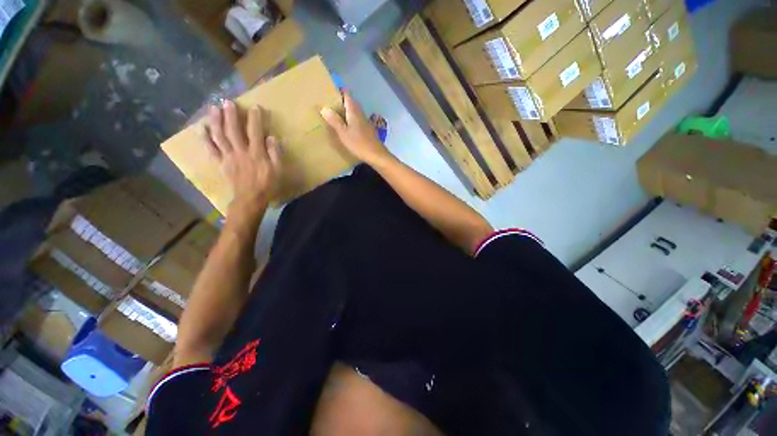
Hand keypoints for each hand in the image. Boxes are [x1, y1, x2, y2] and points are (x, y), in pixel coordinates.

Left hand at [204, 100, 280, 213]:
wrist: (250, 198)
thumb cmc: (267, 184)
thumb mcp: (278, 170)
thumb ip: (275, 154)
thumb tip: (271, 137)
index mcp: (256, 153)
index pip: (255, 132)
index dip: (255, 119)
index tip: (254, 107)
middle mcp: (240, 151)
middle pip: (233, 130)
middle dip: (230, 115)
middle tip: (227, 101)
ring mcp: (228, 156)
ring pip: (220, 136)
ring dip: (215, 121)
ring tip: (213, 108)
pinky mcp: (220, 163)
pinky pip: (211, 149)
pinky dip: (205, 138)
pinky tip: (202, 128)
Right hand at [320, 92, 390, 164]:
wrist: (377, 155)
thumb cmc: (359, 144)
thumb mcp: (343, 133)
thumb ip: (335, 120)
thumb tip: (324, 107)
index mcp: (354, 112)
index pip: (347, 95)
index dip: (339, 90)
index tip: (330, 90)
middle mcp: (361, 114)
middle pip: (351, 103)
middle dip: (341, 101)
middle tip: (329, 103)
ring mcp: (366, 123)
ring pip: (355, 113)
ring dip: (346, 112)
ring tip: (335, 115)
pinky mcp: (368, 131)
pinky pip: (357, 121)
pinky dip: (351, 121)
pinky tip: (347, 128)